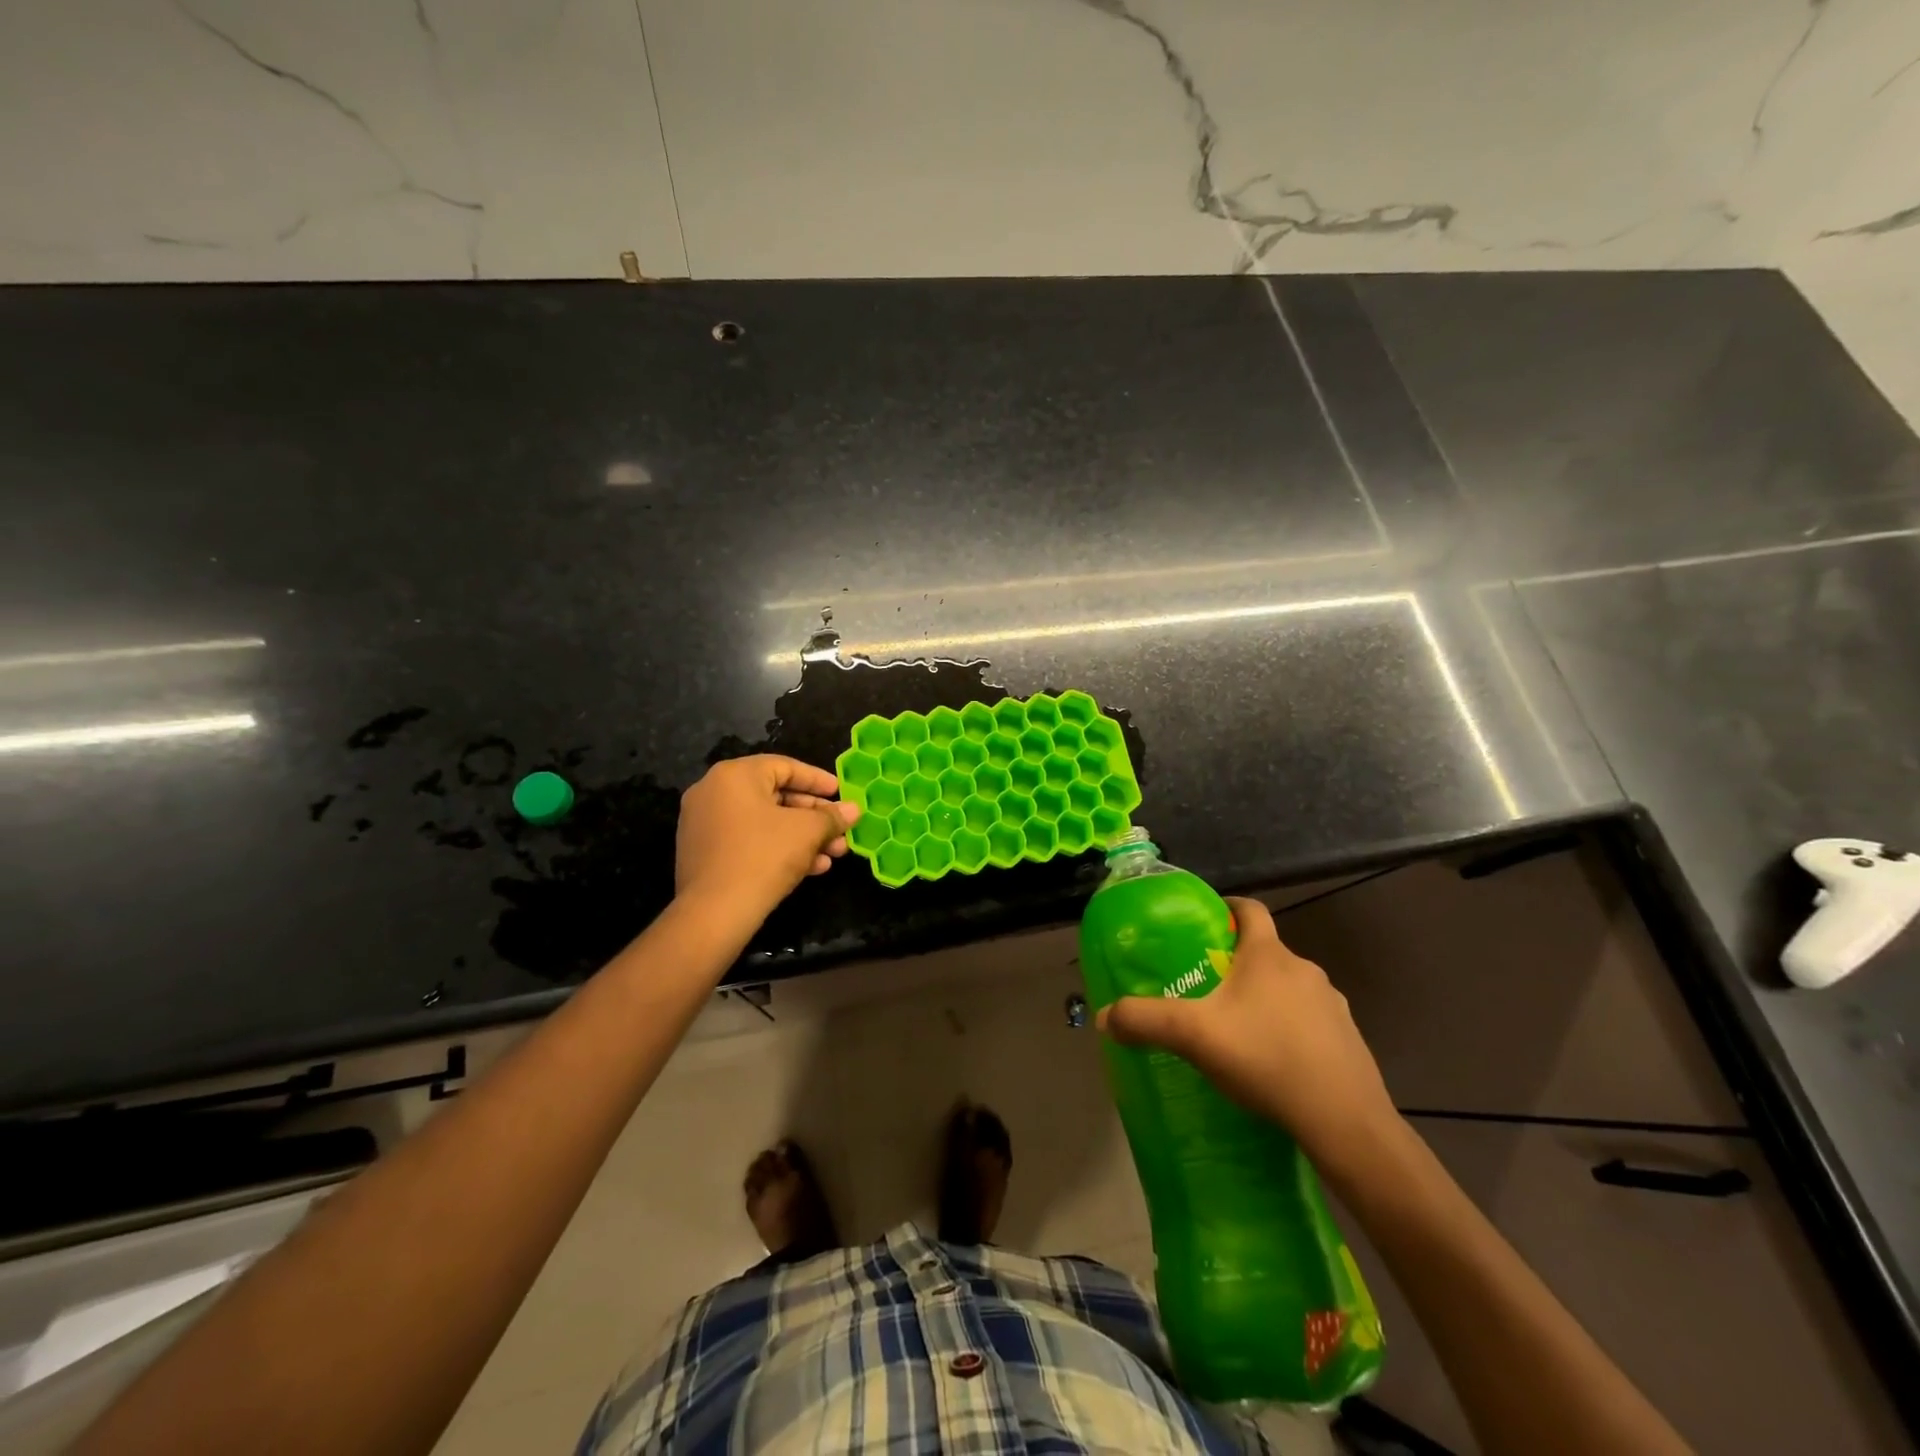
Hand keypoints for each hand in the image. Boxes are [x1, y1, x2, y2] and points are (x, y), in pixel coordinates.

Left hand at [675, 756, 860, 927]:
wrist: (714, 913)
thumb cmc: (763, 856)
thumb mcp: (807, 832)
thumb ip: (832, 816)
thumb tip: (854, 810)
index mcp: (734, 775)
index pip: (784, 767)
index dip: (818, 780)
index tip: (841, 793)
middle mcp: (714, 793)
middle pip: (775, 796)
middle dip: (815, 816)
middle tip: (841, 830)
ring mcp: (705, 825)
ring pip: (765, 823)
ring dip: (803, 837)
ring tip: (834, 854)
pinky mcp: (705, 855)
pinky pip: (749, 842)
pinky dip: (779, 849)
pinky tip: (812, 868)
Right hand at [1098, 897, 1400, 1177]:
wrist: (1345, 1121)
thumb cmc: (1265, 1058)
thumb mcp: (1193, 1036)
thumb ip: (1144, 1021)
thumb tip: (1104, 1017)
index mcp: (1268, 955)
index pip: (1250, 909)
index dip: (1228, 907)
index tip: (1207, 920)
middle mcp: (1304, 969)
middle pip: (1266, 952)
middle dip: (1237, 964)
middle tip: (1207, 988)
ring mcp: (1333, 1005)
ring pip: (1289, 988)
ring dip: (1264, 999)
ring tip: (1238, 1030)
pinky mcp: (1349, 1040)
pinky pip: (1310, 1022)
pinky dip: (1289, 1030)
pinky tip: (1272, 1063)